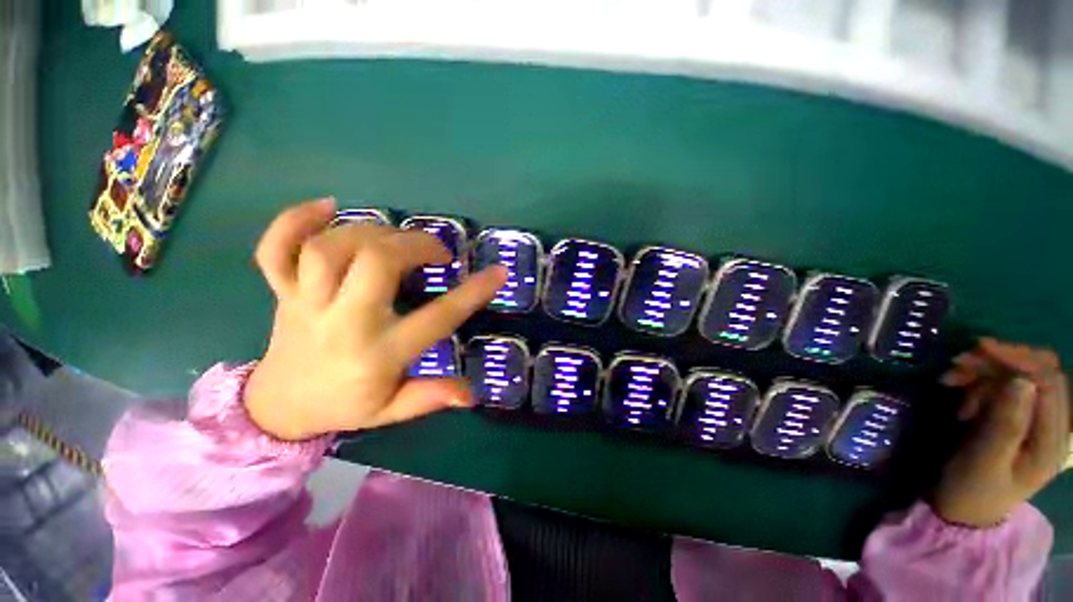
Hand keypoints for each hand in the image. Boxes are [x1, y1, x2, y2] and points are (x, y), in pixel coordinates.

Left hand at [242, 199, 506, 440]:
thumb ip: (430, 397)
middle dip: (416, 245)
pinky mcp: (281, 291)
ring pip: (330, 248)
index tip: (499, 272)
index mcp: (378, 354)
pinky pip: (275, 248)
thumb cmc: (346, 405)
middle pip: (376, 263)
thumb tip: (471, 394)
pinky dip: (295, 220)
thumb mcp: (393, 410)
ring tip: (396, 238)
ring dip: (372, 231)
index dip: (473, 293)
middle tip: (437, 252)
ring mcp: (306, 303)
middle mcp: (342, 322)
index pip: (437, 318)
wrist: (279, 406)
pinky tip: (327, 208)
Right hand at [934, 339, 1068, 526]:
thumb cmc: (972, 488)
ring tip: (949, 380)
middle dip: (999, 362)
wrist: (962, 508)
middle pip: (1037, 373)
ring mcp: (1033, 420)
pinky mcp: (1015, 416)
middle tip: (959, 362)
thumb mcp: (985, 461)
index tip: (979, 349)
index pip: (1050, 382)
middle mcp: (1051, 425)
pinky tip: (958, 390)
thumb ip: (1007, 424)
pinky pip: (1002, 386)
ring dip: (984, 371)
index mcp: (1052, 440)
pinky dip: (978, 381)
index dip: (1020, 360)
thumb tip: (1020, 381)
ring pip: (1017, 375)